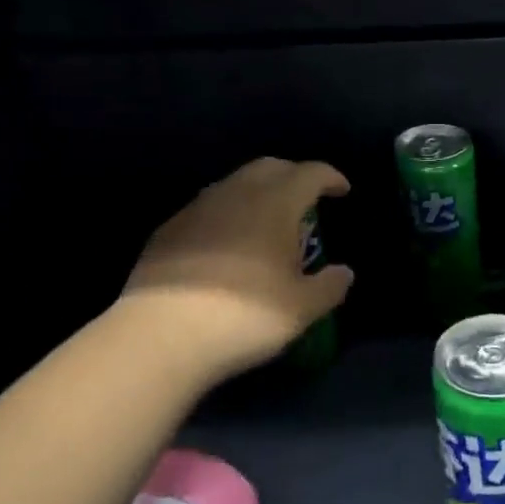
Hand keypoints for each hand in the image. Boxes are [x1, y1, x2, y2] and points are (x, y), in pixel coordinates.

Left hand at [117, 157, 353, 385]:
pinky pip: (207, 209)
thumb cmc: (244, 316)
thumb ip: (330, 286)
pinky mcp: (168, 230)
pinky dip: (226, 215)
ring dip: (257, 193)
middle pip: (270, 167)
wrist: (160, 336)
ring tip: (266, 221)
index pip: (309, 173)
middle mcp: (236, 194)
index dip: (330, 177)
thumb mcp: (301, 309)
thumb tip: (344, 273)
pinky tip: (226, 244)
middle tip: (306, 199)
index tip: (342, 190)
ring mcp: (197, 209)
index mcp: (275, 203)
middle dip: (293, 176)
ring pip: (234, 184)